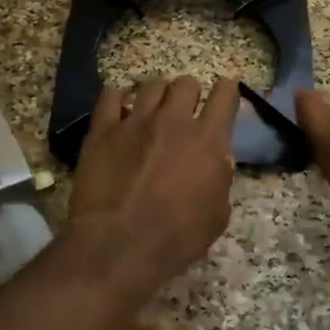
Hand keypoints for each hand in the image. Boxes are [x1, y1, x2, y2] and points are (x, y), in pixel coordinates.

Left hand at [64, 76, 238, 296]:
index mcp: (208, 141)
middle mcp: (173, 121)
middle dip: (189, 93)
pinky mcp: (102, 130)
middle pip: (186, 83)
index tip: (225, 94)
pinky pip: (110, 97)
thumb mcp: (216, 217)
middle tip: (184, 109)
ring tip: (152, 109)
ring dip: (157, 95)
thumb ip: (221, 181)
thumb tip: (219, 160)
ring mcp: (135, 121)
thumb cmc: (176, 238)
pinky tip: (119, 109)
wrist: (118, 245)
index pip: (225, 96)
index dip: (227, 91)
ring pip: (151, 85)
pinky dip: (118, 99)